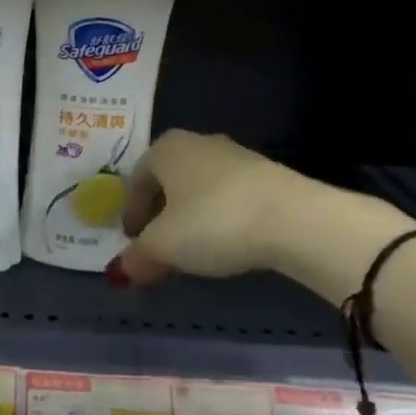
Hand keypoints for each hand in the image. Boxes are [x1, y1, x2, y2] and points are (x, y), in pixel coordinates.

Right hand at [109, 130, 311, 285]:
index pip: (136, 180)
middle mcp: (197, 143)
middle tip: (158, 247)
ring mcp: (236, 156)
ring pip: (199, 189)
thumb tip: (120, 271)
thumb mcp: (164, 246)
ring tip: (192, 250)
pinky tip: (226, 243)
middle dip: (160, 215)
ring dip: (190, 218)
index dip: (130, 214)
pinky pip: (228, 197)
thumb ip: (138, 257)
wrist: (295, 219)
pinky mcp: (267, 175)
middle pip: (168, 182)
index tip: (133, 242)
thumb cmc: (214, 222)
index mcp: (165, 149)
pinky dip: (219, 218)